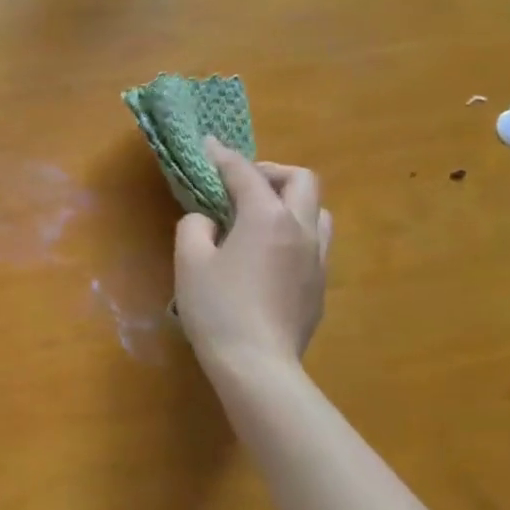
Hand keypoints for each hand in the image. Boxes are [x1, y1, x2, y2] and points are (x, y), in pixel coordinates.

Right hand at [174, 139, 331, 371]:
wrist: (258, 365)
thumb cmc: (217, 309)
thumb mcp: (190, 262)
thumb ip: (194, 228)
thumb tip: (208, 221)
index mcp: (266, 218)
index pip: (245, 174)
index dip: (223, 156)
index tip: (208, 145)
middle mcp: (301, 229)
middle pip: (301, 180)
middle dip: (270, 172)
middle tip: (241, 183)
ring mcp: (318, 259)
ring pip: (317, 211)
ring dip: (290, 202)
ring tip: (260, 217)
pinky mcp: (320, 285)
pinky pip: (315, 242)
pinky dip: (293, 232)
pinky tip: (268, 254)